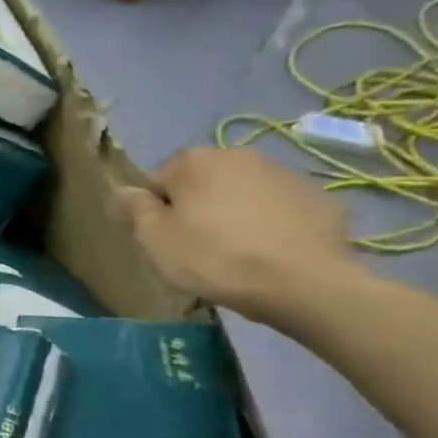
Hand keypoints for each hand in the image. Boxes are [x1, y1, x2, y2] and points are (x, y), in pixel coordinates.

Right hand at [114, 147, 357, 323]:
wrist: (306, 283)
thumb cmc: (216, 258)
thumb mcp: (156, 239)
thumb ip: (133, 209)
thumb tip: (121, 191)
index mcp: (192, 161)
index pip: (155, 181)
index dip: (153, 211)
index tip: (163, 240)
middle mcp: (235, 154)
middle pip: (199, 182)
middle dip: (194, 206)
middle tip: (197, 246)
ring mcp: (282, 172)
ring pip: (240, 191)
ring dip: (232, 212)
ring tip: (237, 252)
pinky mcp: (317, 196)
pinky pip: (277, 207)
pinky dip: (269, 222)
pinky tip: (270, 252)